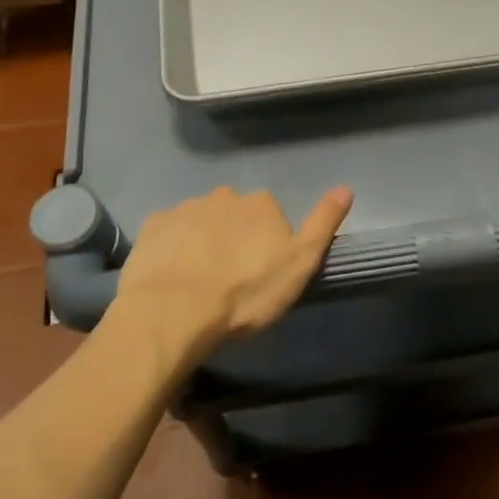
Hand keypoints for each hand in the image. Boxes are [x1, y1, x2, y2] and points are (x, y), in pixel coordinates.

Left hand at [111, 185, 353, 358]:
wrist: (174, 311)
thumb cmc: (246, 293)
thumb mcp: (299, 264)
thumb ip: (323, 224)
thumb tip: (346, 188)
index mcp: (261, 204)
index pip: (271, 217)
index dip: (269, 245)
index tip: (261, 274)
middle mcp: (224, 196)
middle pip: (235, 215)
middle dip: (234, 238)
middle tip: (230, 279)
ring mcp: (185, 208)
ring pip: (201, 222)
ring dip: (202, 242)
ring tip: (198, 282)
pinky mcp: (153, 226)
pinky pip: (169, 232)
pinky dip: (172, 247)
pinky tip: (171, 275)